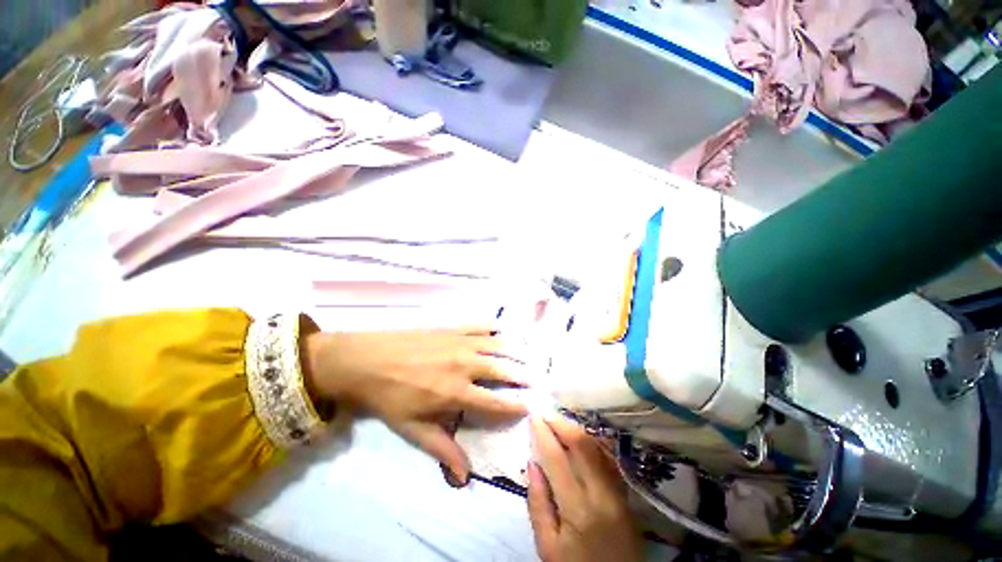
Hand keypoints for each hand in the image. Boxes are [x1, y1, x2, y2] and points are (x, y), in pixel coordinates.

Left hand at [303, 327, 526, 481]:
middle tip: (534, 378)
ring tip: (527, 355)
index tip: (529, 406)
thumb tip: (464, 478)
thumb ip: (442, 450)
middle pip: (502, 369)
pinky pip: (480, 326)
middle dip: (522, 375)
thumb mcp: (413, 430)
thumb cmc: (389, 398)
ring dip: (515, 350)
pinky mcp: (452, 328)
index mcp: (455, 392)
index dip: (515, 405)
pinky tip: (502, 330)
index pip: (494, 401)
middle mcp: (464, 365)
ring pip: (497, 345)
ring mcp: (460, 342)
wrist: (366, 361)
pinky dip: (494, 328)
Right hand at [528, 416, 641, 561]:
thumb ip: (538, 504)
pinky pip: (609, 457)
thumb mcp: (547, 547)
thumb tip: (532, 463)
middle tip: (546, 414)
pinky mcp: (626, 493)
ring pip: (597, 446)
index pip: (557, 458)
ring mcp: (618, 491)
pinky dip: (593, 442)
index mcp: (578, 508)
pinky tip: (581, 437)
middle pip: (581, 444)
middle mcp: (601, 493)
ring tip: (559, 422)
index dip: (543, 433)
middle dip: (561, 423)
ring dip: (576, 429)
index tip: (533, 416)